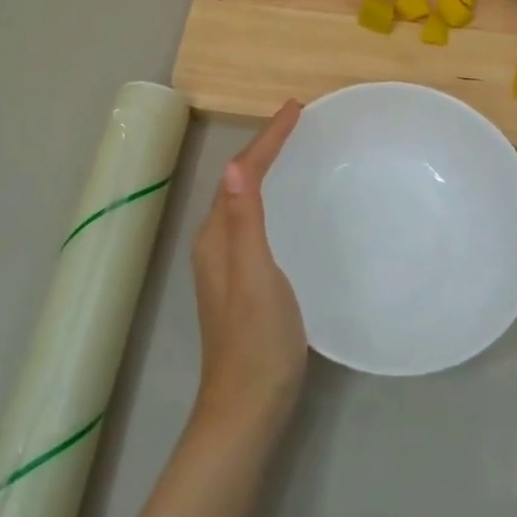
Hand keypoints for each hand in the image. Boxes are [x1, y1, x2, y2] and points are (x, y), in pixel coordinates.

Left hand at [189, 99, 307, 437]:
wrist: (248, 408)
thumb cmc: (256, 341)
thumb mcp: (254, 277)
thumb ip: (245, 223)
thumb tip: (236, 167)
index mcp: (217, 236)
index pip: (241, 173)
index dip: (268, 138)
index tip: (297, 108)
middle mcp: (216, 242)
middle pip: (240, 180)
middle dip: (266, 146)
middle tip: (299, 122)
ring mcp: (228, 263)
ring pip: (247, 200)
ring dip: (268, 169)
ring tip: (297, 149)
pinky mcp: (245, 280)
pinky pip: (257, 220)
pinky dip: (273, 197)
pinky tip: (292, 204)